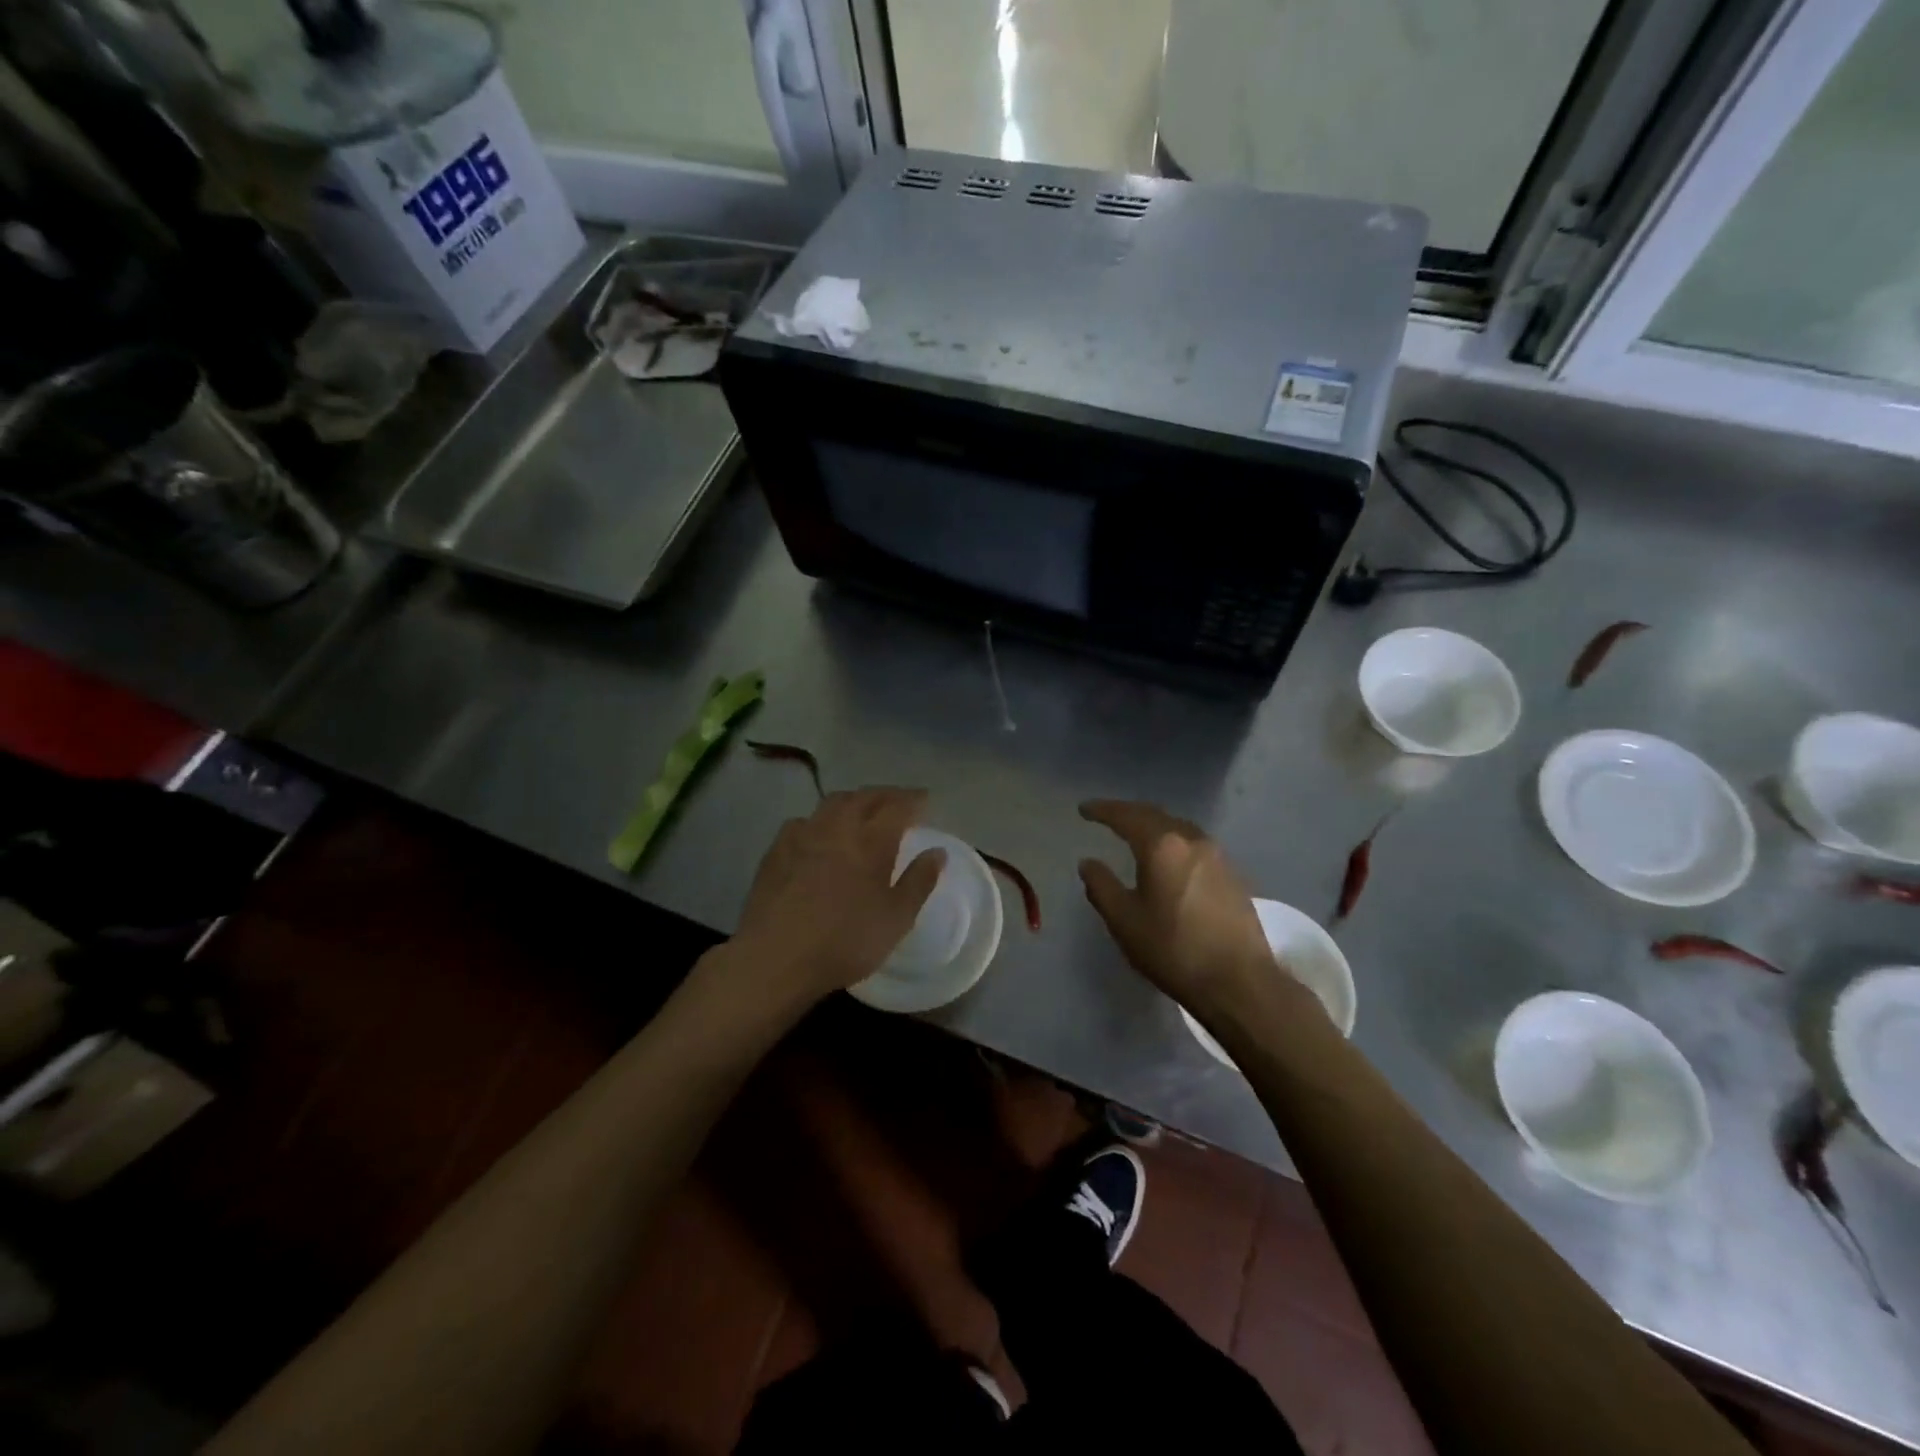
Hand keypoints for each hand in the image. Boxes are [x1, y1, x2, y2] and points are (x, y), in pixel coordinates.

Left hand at [729, 787, 945, 1009]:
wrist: (775, 958)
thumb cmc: (845, 941)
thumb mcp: (896, 918)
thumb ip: (919, 882)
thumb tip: (937, 852)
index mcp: (871, 840)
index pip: (897, 806)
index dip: (914, 800)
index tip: (925, 800)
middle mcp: (837, 827)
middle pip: (864, 797)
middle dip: (885, 795)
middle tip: (899, 801)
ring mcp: (802, 835)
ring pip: (832, 803)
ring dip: (853, 801)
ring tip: (862, 811)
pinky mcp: (775, 851)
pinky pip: (803, 821)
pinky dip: (820, 819)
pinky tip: (819, 834)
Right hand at [1078, 800, 1292, 1024]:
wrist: (1239, 981)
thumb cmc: (1173, 949)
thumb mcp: (1124, 921)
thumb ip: (1101, 886)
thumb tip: (1088, 863)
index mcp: (1161, 846)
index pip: (1126, 816)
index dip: (1102, 810)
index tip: (1084, 810)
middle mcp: (1192, 840)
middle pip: (1154, 816)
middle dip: (1128, 813)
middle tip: (1107, 816)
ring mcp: (1217, 855)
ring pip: (1178, 828)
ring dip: (1154, 826)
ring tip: (1136, 834)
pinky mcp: (1233, 874)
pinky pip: (1194, 845)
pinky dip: (1173, 842)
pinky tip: (1169, 859)